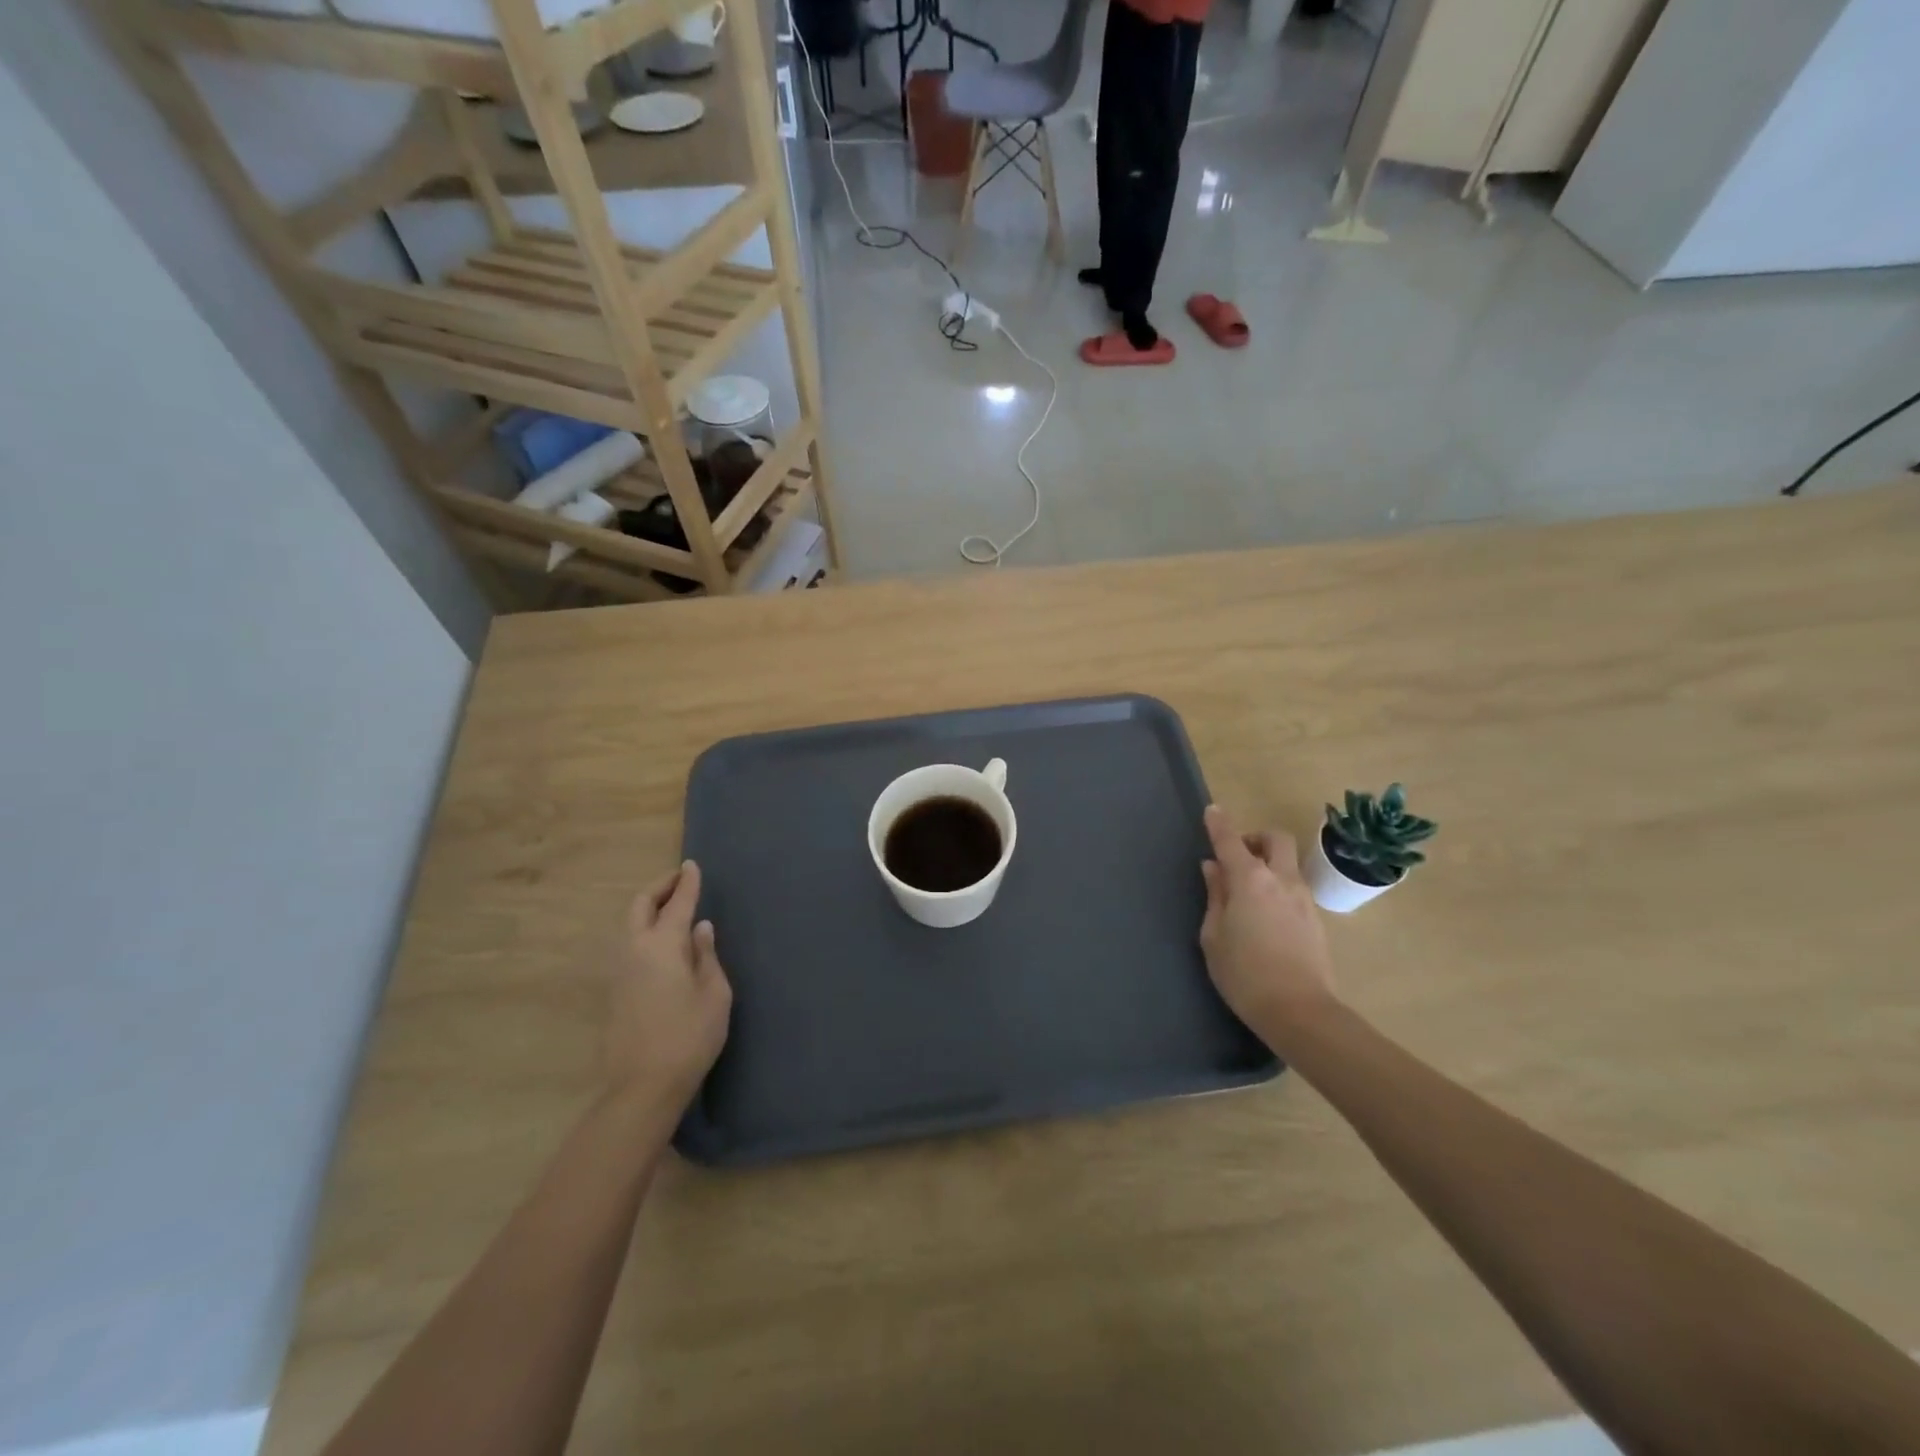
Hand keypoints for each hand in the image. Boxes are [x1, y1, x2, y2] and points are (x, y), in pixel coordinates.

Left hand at [603, 862, 732, 1108]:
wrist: (642, 1086)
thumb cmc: (689, 1037)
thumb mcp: (715, 994)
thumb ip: (707, 956)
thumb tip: (700, 929)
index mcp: (663, 945)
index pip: (677, 903)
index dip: (687, 882)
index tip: (692, 865)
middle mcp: (636, 950)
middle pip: (640, 905)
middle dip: (659, 888)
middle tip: (679, 881)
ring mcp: (620, 971)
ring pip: (629, 924)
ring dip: (649, 908)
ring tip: (672, 908)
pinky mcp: (614, 991)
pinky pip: (628, 945)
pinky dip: (644, 929)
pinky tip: (662, 942)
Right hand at [1199, 806, 1337, 1045]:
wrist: (1300, 1012)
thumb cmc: (1244, 974)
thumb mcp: (1214, 935)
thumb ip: (1215, 896)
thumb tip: (1214, 869)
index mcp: (1250, 880)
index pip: (1231, 841)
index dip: (1219, 824)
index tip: (1211, 811)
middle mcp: (1281, 880)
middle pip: (1275, 840)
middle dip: (1255, 838)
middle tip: (1237, 857)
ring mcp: (1303, 899)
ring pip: (1287, 864)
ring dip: (1268, 864)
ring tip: (1246, 891)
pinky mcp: (1315, 919)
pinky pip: (1293, 887)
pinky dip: (1277, 886)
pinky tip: (1263, 914)